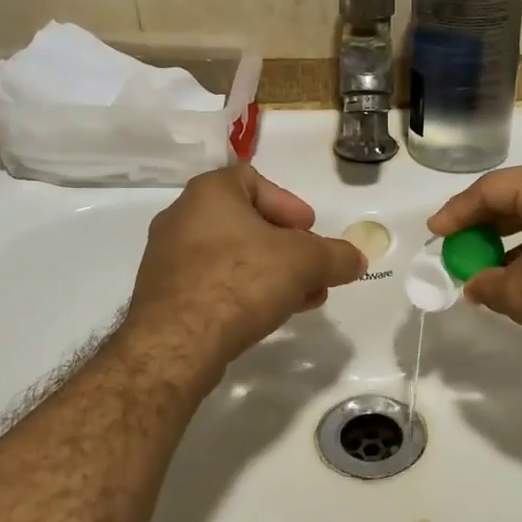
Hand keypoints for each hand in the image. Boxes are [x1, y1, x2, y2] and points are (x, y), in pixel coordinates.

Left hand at [126, 162, 364, 370]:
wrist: (178, 341)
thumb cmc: (241, 281)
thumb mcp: (305, 263)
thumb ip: (336, 256)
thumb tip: (356, 258)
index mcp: (209, 193)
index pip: (253, 179)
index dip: (287, 203)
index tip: (309, 229)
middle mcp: (182, 217)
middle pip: (245, 222)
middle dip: (285, 246)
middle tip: (310, 267)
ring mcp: (167, 258)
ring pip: (231, 256)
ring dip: (269, 272)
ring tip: (300, 297)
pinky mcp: (164, 295)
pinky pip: (213, 283)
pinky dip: (243, 291)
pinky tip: (268, 315)